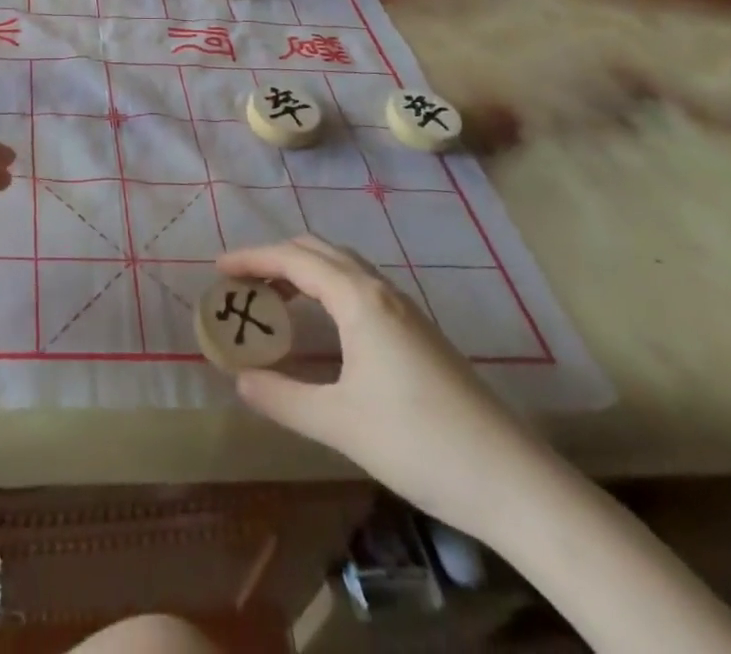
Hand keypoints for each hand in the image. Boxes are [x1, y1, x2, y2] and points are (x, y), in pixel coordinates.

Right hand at [218, 236, 558, 544]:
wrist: (512, 480)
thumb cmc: (418, 442)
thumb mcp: (339, 422)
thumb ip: (283, 397)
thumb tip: (240, 379)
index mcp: (359, 299)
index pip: (294, 259)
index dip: (253, 259)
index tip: (218, 268)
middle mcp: (380, 291)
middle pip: (319, 250)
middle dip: (276, 258)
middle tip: (242, 283)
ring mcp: (404, 310)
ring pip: (343, 267)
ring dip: (303, 271)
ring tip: (274, 301)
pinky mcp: (418, 332)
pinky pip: (360, 288)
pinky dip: (327, 289)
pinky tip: (322, 326)